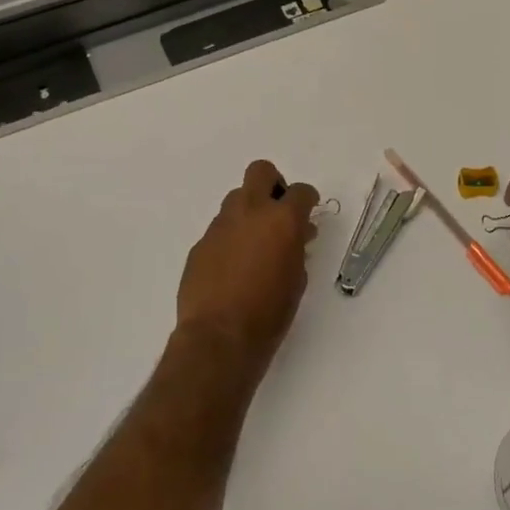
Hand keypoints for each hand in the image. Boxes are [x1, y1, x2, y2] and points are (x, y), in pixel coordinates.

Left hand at [175, 160, 320, 358]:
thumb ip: (297, 248)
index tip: (309, 210)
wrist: (219, 337)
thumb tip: (296, 236)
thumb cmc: (269, 313)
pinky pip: (220, 228)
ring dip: (249, 211)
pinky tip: (233, 266)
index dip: (307, 199)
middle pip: (260, 172)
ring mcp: (220, 225)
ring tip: (255, 242)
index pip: (301, 191)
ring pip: (237, 198)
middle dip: (273, 184)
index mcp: (281, 219)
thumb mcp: (296, 280)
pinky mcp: (201, 243)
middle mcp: (250, 212)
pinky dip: (230, 237)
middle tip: (279, 210)